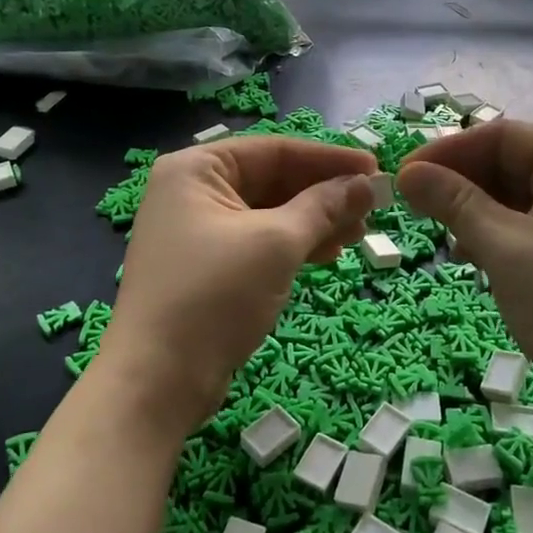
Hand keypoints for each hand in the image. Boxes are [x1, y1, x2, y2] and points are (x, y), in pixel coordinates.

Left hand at [100, 136, 377, 434]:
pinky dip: (293, 245)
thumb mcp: (276, 244)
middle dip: (323, 194)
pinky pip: (258, 241)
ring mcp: (196, 231)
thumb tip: (365, 185)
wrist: (157, 382)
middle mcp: (192, 191)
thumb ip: (324, 207)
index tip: (375, 168)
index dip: (328, 158)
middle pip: (272, 179)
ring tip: (359, 234)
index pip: (274, 150)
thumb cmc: (215, 296)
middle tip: (372, 207)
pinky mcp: (206, 267)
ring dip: (315, 221)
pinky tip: (328, 254)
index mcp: (196, 169)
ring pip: (269, 213)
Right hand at [397, 120, 532, 423]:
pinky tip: (470, 254)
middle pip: (510, 161)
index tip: (407, 174)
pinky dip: (494, 232)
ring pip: (515, 194)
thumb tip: (408, 173)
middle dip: (461, 179)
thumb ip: (454, 202)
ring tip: (443, 234)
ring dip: (474, 207)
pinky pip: (527, 223)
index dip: (451, 150)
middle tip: (415, 203)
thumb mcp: (503, 249)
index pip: (504, 136)